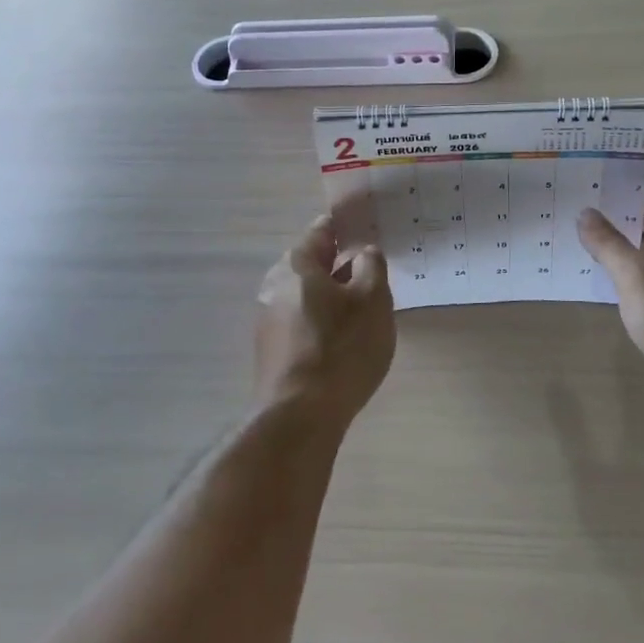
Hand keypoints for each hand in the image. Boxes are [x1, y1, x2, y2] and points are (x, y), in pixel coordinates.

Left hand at [255, 215, 395, 429]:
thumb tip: (363, 253)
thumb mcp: (372, 299)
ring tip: (366, 308)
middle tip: (375, 271)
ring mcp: (269, 320)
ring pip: (308, 296)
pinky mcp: (272, 351)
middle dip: (342, 265)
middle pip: (313, 265)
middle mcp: (274, 286)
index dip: (347, 227)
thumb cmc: (341, 347)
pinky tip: (345, 340)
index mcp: (295, 264)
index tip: (369, 228)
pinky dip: (324, 322)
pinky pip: (303, 323)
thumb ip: (371, 265)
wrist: (299, 416)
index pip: (322, 231)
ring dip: (334, 296)